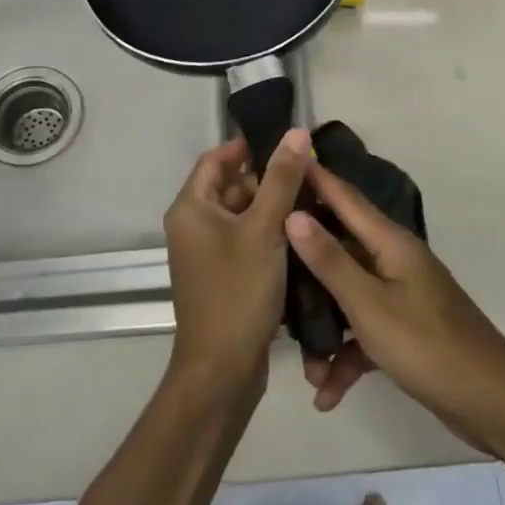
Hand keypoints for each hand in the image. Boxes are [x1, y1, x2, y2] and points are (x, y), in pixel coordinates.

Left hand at [162, 128, 311, 398]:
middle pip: (230, 187)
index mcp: (191, 208)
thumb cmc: (238, 292)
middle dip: (267, 179)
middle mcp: (192, 226)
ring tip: (313, 202)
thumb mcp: (264, 230)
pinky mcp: (222, 276)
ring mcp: (206, 254)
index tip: (287, 144)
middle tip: (310, 175)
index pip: (216, 159)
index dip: (248, 147)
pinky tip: (301, 236)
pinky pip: (245, 241)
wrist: (221, 371)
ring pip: (241, 216)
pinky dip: (268, 234)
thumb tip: (296, 133)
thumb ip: (282, 180)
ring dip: (271, 208)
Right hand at [284, 163, 504, 451]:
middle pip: (338, 249)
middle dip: (303, 268)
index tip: (281, 159)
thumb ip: (330, 260)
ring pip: (347, 297)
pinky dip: (346, 358)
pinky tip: (327, 394)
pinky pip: (363, 332)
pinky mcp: (403, 329)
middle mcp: (394, 261)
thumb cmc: (427, 345)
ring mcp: (400, 295)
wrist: (490, 404)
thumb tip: (294, 213)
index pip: (344, 197)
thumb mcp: (369, 304)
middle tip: (264, 268)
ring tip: (306, 367)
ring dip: (324, 330)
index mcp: (390, 243)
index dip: (314, 178)